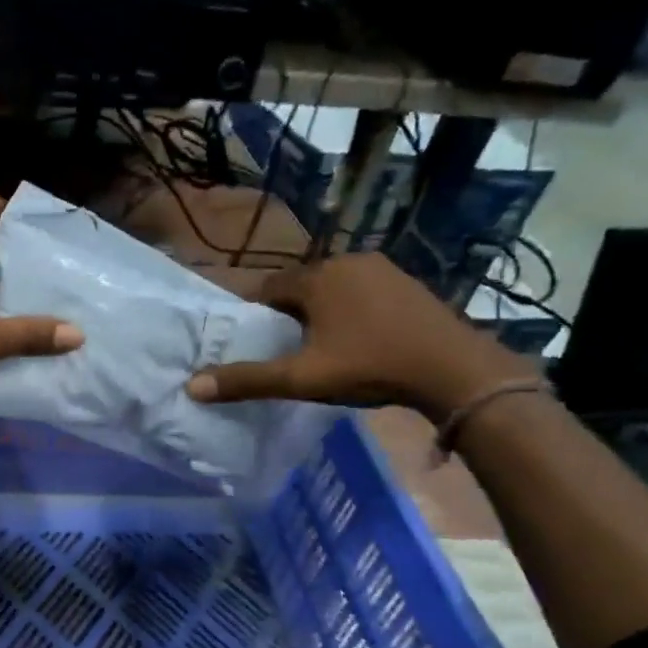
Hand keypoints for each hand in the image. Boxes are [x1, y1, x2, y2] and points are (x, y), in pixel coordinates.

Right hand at [185, 252, 532, 421]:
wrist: (455, 371)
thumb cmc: (370, 367)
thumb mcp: (301, 378)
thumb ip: (247, 380)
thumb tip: (192, 386)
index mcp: (317, 277)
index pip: (268, 287)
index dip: (255, 314)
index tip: (252, 340)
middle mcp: (348, 261)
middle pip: (300, 286)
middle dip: (287, 313)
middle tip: (283, 348)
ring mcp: (384, 270)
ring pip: (333, 289)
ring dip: (320, 311)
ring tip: (317, 347)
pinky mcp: (408, 285)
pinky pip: (362, 293)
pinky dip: (350, 311)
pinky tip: (357, 340)